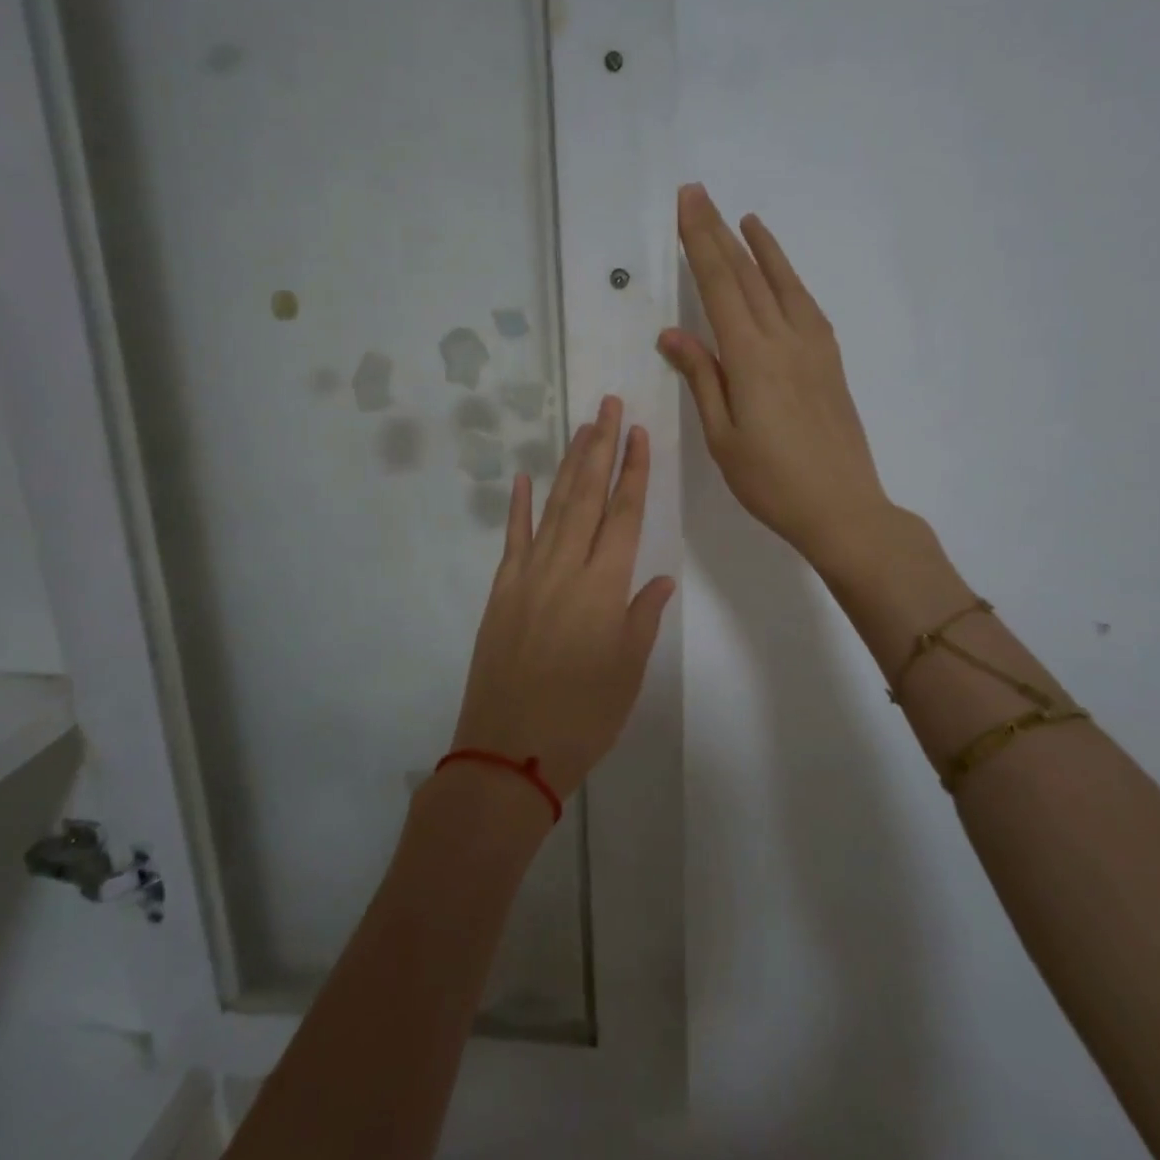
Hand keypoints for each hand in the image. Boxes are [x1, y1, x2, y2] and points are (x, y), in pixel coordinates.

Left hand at [450, 395, 674, 801]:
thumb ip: (642, 617)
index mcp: (604, 586)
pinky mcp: (501, 592)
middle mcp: (566, 568)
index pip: (625, 514)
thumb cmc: (582, 717)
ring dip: (569, 466)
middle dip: (601, 448)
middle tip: (609, 407)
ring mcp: (528, 576)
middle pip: (587, 496)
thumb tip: (659, 578)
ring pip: (553, 508)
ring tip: (583, 430)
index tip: (639, 434)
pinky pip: (512, 539)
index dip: (634, 471)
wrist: (508, 752)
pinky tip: (526, 479)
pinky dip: (519, 507)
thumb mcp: (627, 671)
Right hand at [661, 183, 889, 564]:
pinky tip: (781, 275)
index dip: (700, 241)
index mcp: (751, 357)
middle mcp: (784, 339)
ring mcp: (814, 347)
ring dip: (761, 248)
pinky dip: (789, 278)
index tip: (686, 204)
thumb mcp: (723, 436)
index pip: (719, 285)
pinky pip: (805, 305)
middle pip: (747, 274)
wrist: (842, 507)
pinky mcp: (830, 360)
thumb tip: (673, 334)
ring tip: (745, 219)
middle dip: (720, 232)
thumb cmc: (771, 481)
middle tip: (699, 195)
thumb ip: (702, 378)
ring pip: (782, 283)